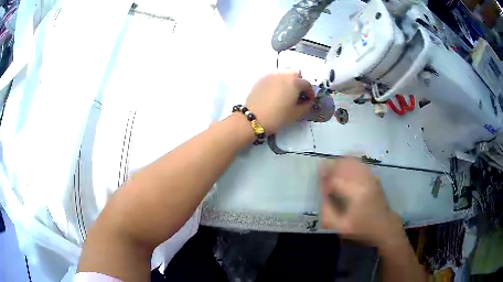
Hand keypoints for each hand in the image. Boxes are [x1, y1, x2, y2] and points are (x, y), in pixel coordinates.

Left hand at [245, 70, 314, 133]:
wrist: (253, 118)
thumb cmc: (277, 116)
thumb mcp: (296, 114)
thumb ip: (306, 105)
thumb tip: (308, 101)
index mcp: (294, 82)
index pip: (307, 84)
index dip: (310, 93)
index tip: (309, 100)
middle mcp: (283, 75)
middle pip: (295, 73)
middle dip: (299, 82)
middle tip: (297, 94)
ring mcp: (271, 75)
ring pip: (284, 74)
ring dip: (288, 81)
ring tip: (286, 94)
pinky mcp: (261, 79)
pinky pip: (274, 77)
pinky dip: (277, 82)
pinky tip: (275, 94)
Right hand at [320, 158, 403, 246]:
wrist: (384, 226)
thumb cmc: (362, 228)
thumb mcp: (341, 227)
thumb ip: (328, 212)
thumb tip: (322, 195)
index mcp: (356, 194)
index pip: (335, 180)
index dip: (325, 182)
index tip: (321, 187)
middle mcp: (364, 181)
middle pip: (344, 165)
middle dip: (331, 167)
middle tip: (323, 173)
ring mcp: (370, 177)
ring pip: (352, 161)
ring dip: (340, 163)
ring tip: (332, 169)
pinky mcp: (373, 177)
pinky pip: (359, 164)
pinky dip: (350, 162)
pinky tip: (344, 167)